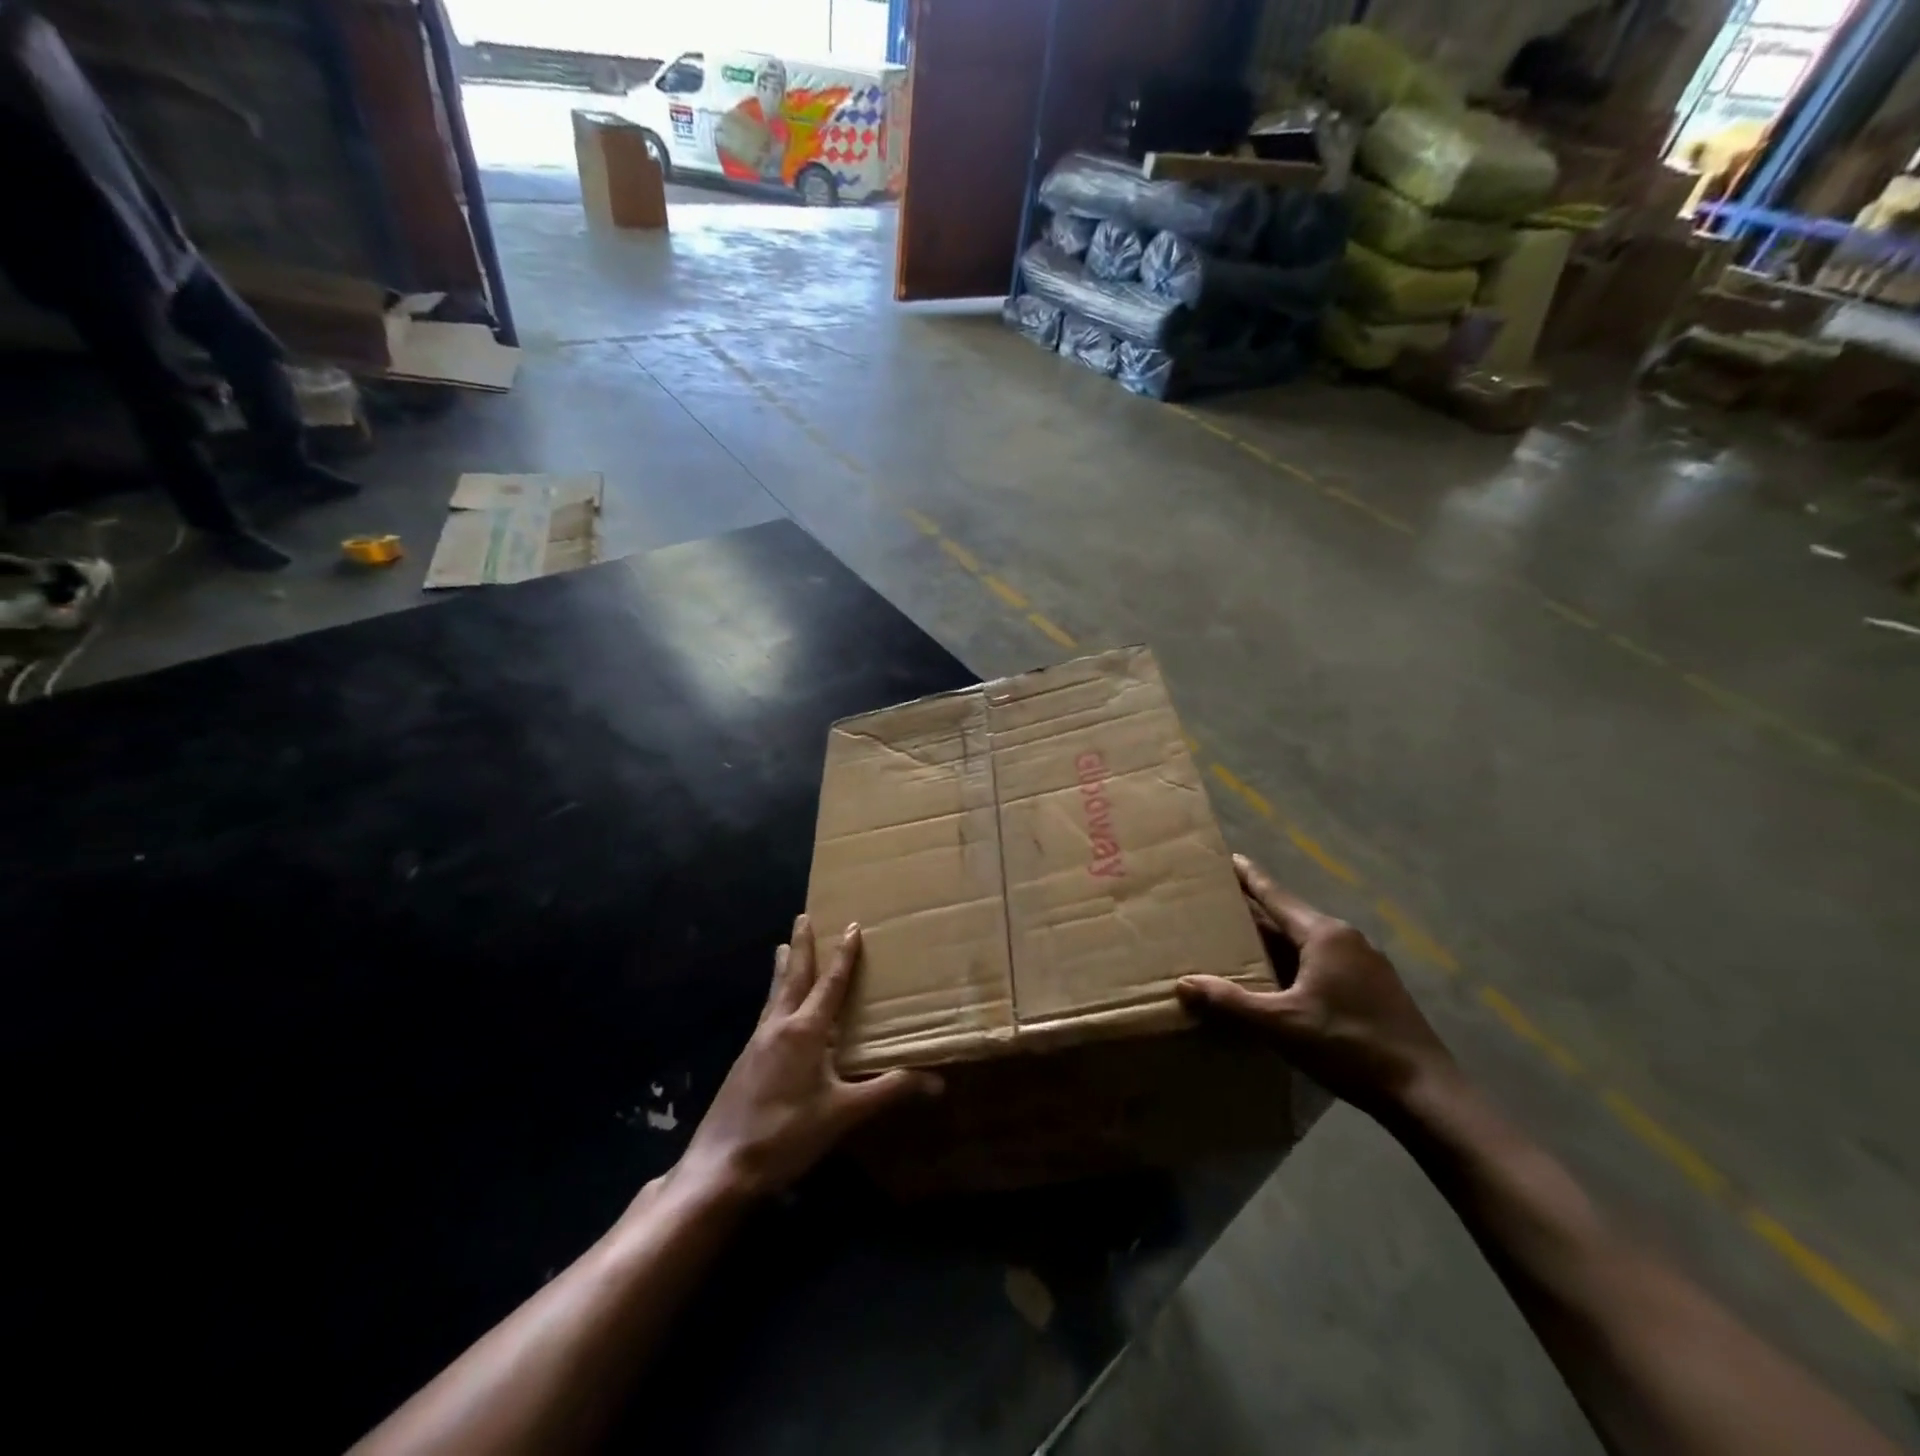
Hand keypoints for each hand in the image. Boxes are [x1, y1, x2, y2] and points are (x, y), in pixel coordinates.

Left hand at [673, 916, 940, 1202]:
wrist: (720, 1167)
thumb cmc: (786, 1134)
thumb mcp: (843, 1114)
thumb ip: (887, 1092)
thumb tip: (937, 1081)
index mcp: (804, 1030)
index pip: (830, 983)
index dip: (843, 955)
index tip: (851, 926)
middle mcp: (779, 1026)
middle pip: (793, 976)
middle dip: (801, 945)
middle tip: (803, 917)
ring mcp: (757, 1042)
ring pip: (774, 993)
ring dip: (783, 968)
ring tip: (782, 947)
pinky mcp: (745, 1061)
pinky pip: (766, 1014)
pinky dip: (775, 997)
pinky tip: (775, 1010)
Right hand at [1177, 855, 1456, 1117]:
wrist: (1426, 1093)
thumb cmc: (1349, 1046)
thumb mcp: (1281, 1025)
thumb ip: (1231, 1002)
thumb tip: (1183, 984)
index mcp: (1323, 935)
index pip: (1275, 895)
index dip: (1249, 876)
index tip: (1228, 857)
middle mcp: (1346, 939)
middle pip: (1290, 916)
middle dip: (1256, 911)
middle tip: (1220, 905)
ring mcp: (1366, 963)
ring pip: (1308, 941)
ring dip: (1277, 940)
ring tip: (1244, 942)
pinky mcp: (1376, 988)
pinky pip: (1325, 961)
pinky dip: (1297, 961)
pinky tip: (1284, 981)